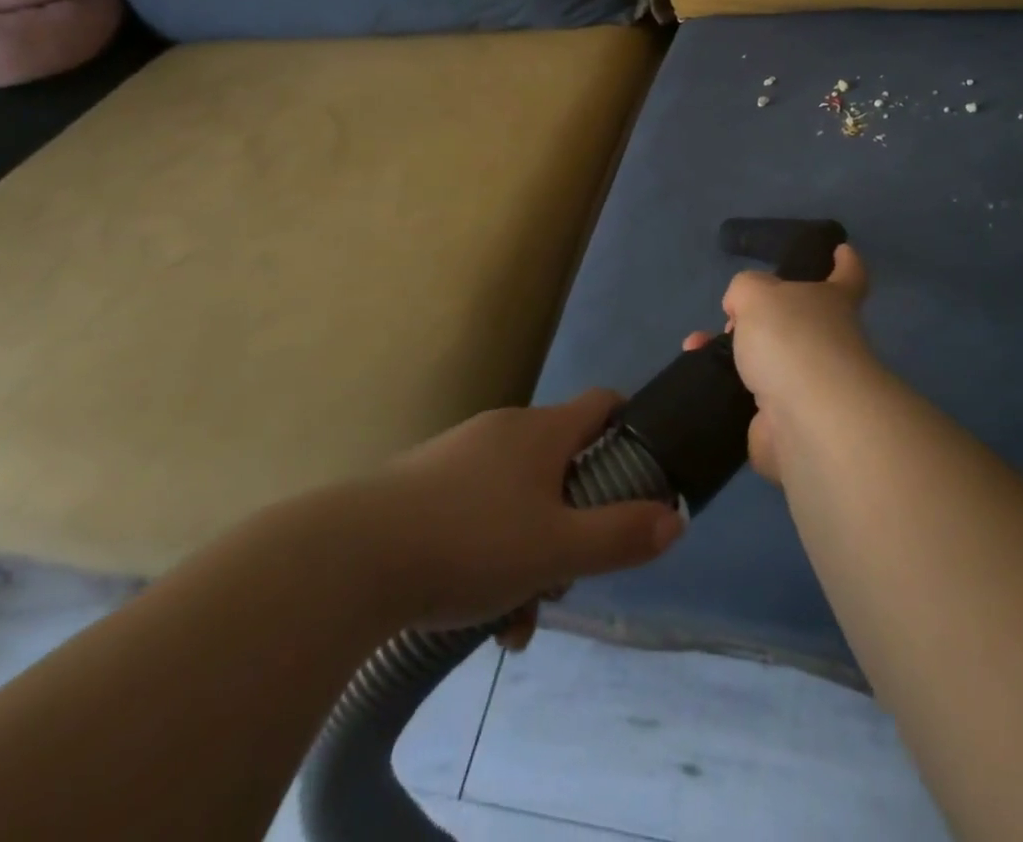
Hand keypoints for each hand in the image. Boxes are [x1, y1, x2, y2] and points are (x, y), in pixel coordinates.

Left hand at [357, 390, 684, 635]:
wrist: (348, 559)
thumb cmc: (470, 542)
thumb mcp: (557, 550)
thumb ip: (620, 535)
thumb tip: (675, 519)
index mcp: (542, 430)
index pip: (604, 403)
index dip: (630, 429)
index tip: (640, 474)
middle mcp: (505, 430)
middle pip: (562, 462)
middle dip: (574, 518)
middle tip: (567, 573)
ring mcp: (459, 455)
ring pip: (517, 497)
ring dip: (530, 550)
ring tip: (514, 619)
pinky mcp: (423, 485)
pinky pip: (476, 511)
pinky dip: (489, 552)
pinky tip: (474, 611)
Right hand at [684, 244, 876, 483]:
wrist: (806, 418)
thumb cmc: (792, 338)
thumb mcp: (757, 292)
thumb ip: (746, 289)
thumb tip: (741, 311)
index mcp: (833, 302)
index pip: (848, 276)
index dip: (844, 262)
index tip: (840, 250)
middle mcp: (829, 342)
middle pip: (800, 322)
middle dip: (765, 318)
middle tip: (732, 316)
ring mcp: (811, 386)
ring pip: (770, 362)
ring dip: (735, 354)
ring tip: (698, 346)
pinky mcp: (787, 423)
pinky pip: (750, 400)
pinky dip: (724, 389)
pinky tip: (698, 376)